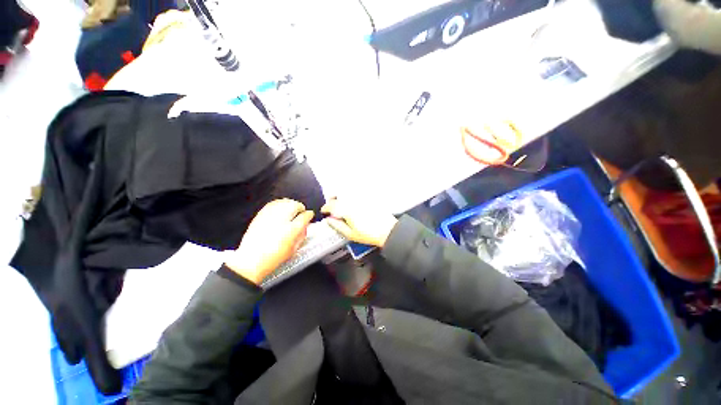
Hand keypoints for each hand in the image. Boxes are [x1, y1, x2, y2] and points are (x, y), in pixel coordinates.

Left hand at [224, 199, 313, 284]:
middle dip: (300, 208)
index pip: (305, 216)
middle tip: (301, 213)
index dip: (309, 215)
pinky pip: (273, 203)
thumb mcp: (293, 249)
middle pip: (295, 205)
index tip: (309, 216)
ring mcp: (270, 215)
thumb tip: (304, 227)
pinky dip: (279, 204)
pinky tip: (280, 208)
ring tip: (291, 209)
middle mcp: (282, 219)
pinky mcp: (261, 214)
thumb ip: (301, 235)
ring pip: (284, 202)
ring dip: (290, 204)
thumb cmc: (274, 257)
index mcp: (293, 229)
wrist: (251, 260)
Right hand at [321, 198, 396, 247]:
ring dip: (341, 196)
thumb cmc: (368, 234)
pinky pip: (356, 193)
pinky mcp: (368, 197)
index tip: (324, 211)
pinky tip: (352, 202)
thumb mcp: (350, 234)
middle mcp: (353, 200)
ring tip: (340, 203)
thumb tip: (328, 220)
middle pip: (338, 194)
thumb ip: (337, 226)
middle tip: (331, 206)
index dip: (325, 208)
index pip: (331, 205)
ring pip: (346, 192)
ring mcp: (361, 197)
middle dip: (332, 199)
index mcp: (346, 209)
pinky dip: (350, 195)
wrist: (387, 230)